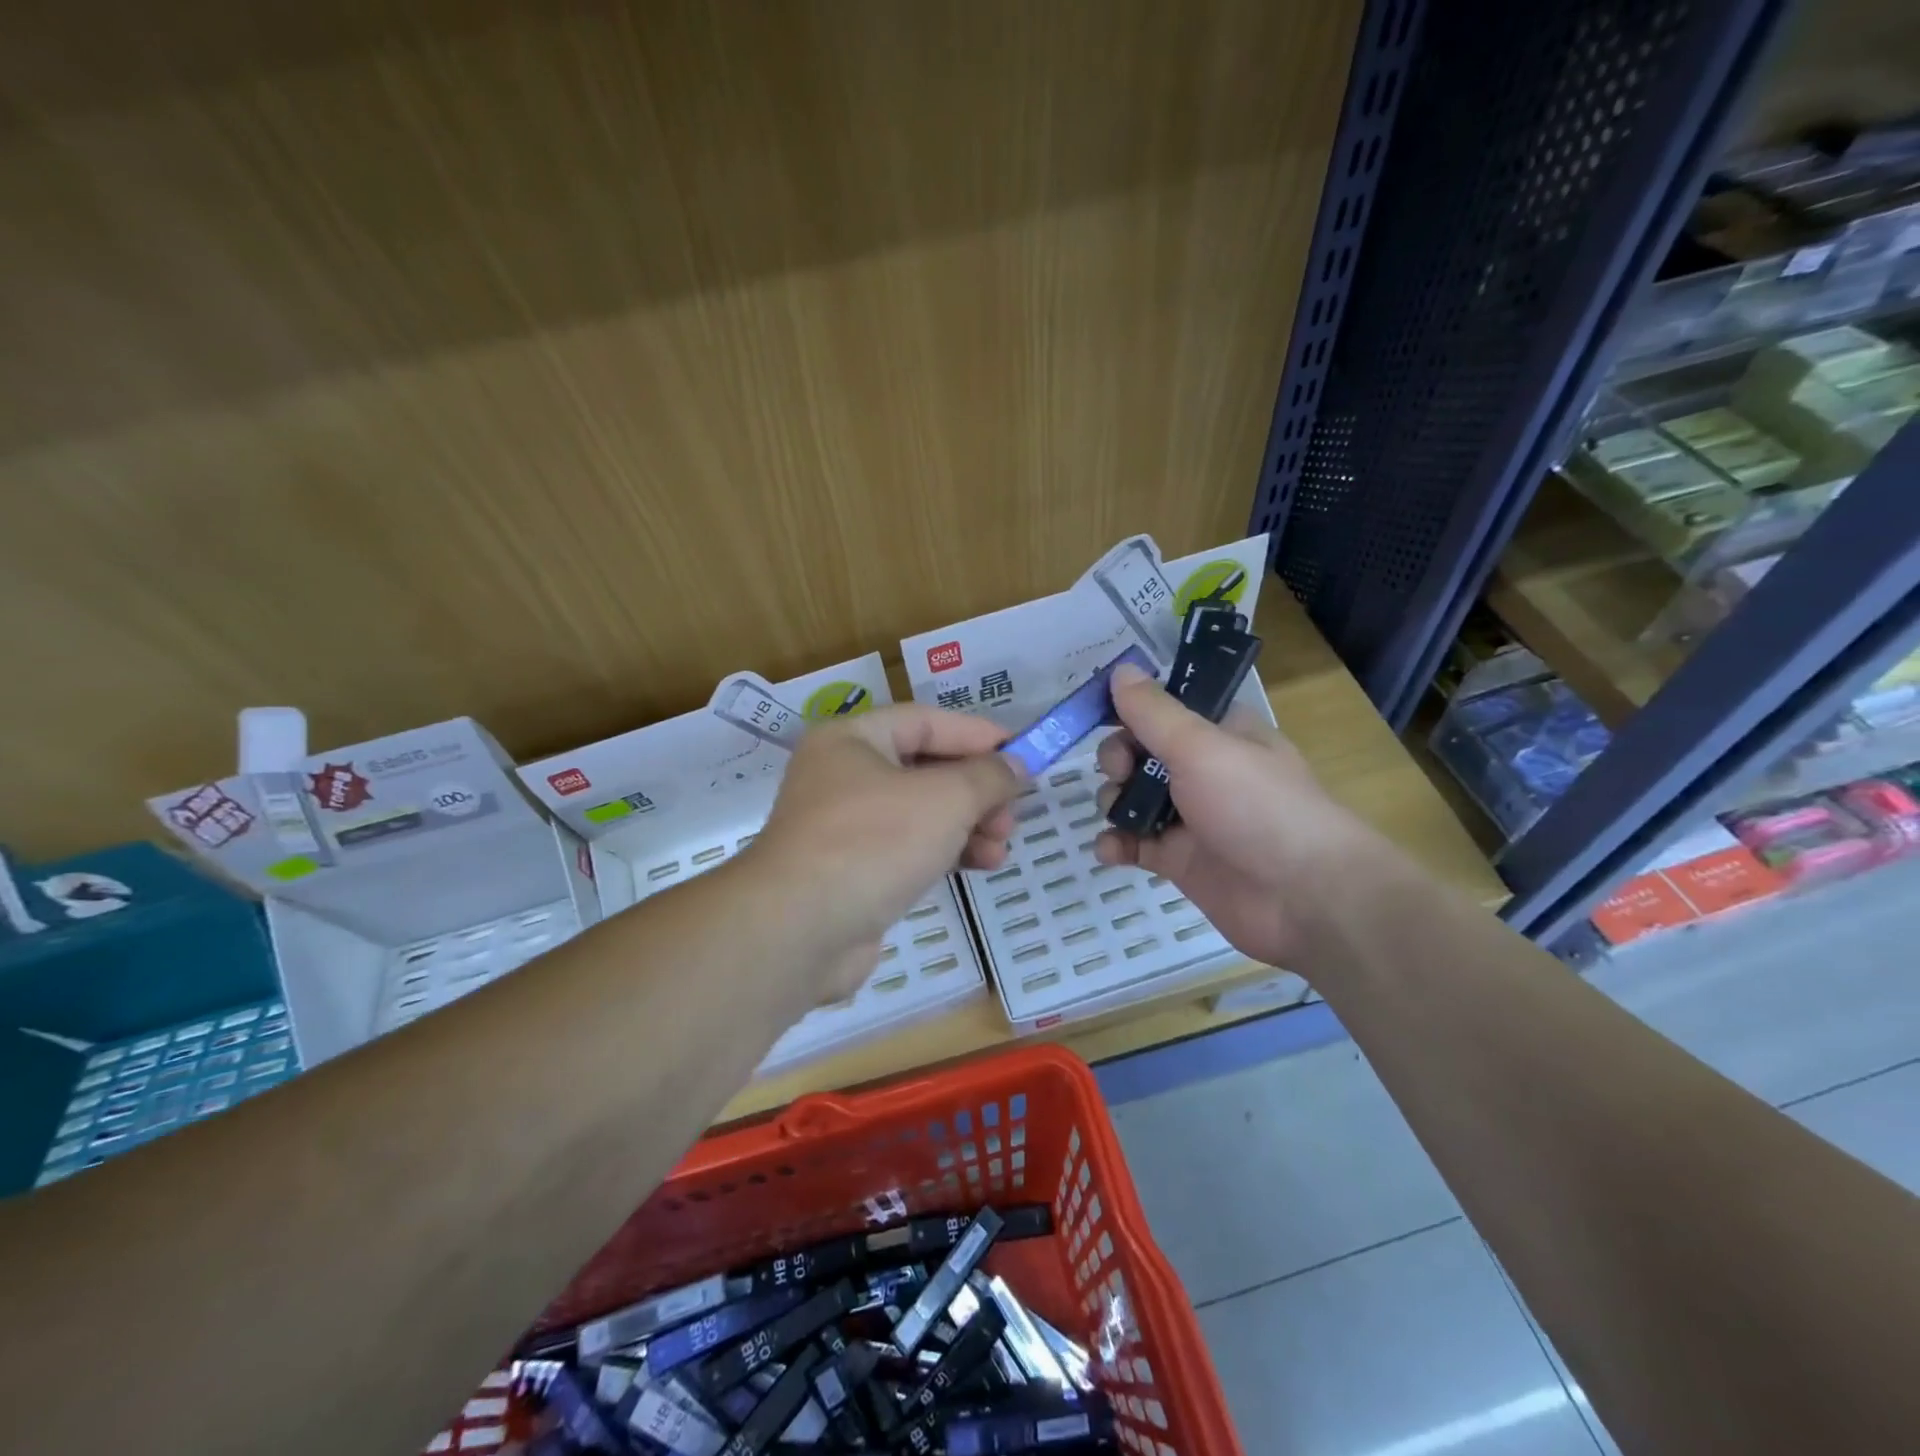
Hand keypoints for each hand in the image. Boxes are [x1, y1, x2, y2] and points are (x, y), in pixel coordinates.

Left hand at [748, 705, 1020, 996]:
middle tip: (1012, 815)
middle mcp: (843, 775)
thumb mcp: (945, 799)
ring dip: (968, 825)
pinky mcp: (852, 870)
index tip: (1024, 753)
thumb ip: (987, 776)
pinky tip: (979, 866)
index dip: (978, 735)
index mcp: (852, 740)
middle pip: (926, 769)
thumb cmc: (873, 842)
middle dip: (977, 791)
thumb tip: (1016, 766)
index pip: (926, 721)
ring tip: (1001, 848)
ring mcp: (845, 827)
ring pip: (921, 813)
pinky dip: (945, 851)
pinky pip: (909, 848)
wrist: (800, 930)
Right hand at [1093, 663, 1373, 968]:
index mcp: (1218, 733)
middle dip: (1117, 758)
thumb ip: (1154, 712)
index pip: (1163, 708)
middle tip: (1122, 771)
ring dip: (1113, 801)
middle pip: (1140, 753)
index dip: (1130, 708)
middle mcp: (1202, 770)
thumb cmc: (1256, 806)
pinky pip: (1134, 844)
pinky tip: (1110, 850)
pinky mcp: (1178, 860)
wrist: (1304, 897)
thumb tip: (1120, 669)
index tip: (1099, 712)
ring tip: (1118, 814)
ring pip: (1132, 799)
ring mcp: (1190, 817)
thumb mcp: (1201, 747)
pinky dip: (1116, 844)